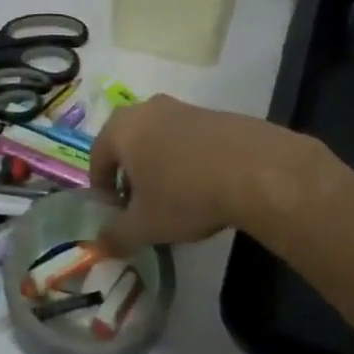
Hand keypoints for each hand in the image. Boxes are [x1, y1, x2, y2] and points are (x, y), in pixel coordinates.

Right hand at [89, 95, 290, 252]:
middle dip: (131, 175)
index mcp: (121, 128)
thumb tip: (99, 245)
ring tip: (175, 199)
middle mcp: (147, 109)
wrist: (256, 170)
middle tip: (141, 206)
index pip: (97, 156)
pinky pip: (190, 139)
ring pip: (160, 140)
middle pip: (128, 144)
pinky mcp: (216, 115)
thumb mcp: (145, 225)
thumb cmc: (185, 194)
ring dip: (160, 166)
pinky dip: (188, 160)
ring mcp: (184, 108)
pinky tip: (205, 187)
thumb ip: (116, 236)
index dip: (101, 188)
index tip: (114, 212)